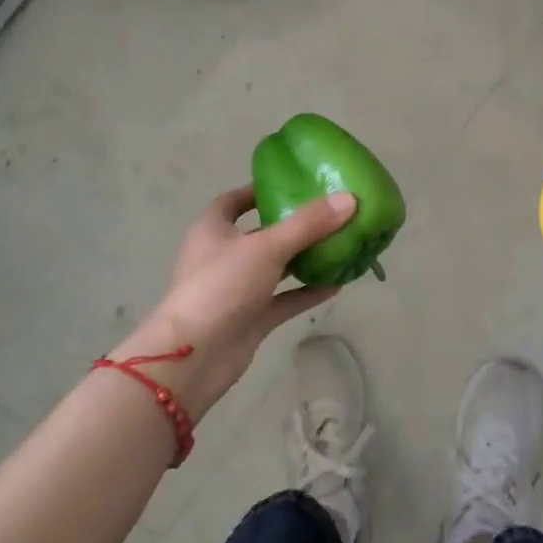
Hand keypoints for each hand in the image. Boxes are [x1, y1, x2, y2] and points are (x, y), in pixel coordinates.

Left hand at [111, 185, 356, 420]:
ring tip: (342, 244)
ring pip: (276, 267)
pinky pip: (284, 299)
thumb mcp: (266, 247)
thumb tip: (349, 199)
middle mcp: (223, 256)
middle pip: (262, 233)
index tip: (292, 183)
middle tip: (330, 212)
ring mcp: (237, 289)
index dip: (259, 190)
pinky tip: (338, 284)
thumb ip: (308, 224)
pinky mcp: (250, 318)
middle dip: (294, 224)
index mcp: (213, 229)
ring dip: (305, 258)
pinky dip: (307, 291)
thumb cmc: (221, 287)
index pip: (234, 201)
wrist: (193, 359)